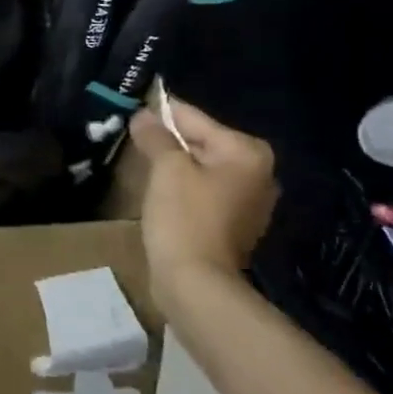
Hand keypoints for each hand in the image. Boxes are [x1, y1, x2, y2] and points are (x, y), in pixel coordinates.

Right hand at [129, 93, 276, 306]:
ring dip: (175, 167)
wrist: (196, 282)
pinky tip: (162, 196)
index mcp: (246, 152)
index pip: (195, 119)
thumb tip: (143, 114)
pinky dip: (184, 189)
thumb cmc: (184, 217)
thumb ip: (156, 137)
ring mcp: (250, 201)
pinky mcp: (235, 224)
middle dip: (169, 143)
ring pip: (202, 168)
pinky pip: (205, 192)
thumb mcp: (166, 169)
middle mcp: (258, 172)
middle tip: (135, 143)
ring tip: (144, 168)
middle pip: (202, 143)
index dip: (161, 115)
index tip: (134, 111)